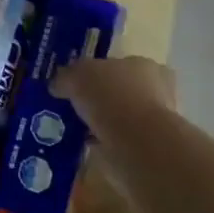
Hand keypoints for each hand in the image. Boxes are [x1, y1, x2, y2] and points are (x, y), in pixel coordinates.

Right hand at [51, 55, 177, 136]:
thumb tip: (58, 84)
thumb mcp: (77, 76)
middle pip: (120, 90)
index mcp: (143, 65)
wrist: (138, 144)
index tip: (77, 83)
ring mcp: (155, 121)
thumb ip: (66, 77)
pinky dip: (105, 142)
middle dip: (100, 98)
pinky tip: (86, 145)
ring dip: (102, 122)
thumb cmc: (111, 97)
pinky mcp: (149, 148)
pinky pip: (120, 140)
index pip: (118, 64)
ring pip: (121, 117)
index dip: (96, 72)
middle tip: (75, 105)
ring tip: (76, 127)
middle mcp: (155, 90)